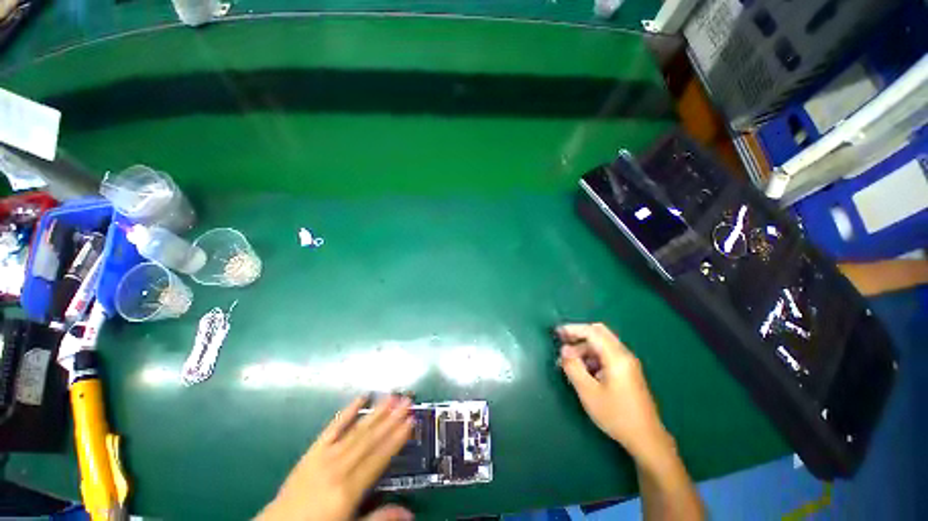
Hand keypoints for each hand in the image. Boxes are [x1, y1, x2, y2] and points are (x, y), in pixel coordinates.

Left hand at [257, 395, 414, 520]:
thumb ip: (378, 519)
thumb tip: (409, 512)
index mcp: (347, 490)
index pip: (378, 458)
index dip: (396, 438)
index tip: (411, 420)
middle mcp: (338, 468)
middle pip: (370, 439)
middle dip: (391, 418)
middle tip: (407, 401)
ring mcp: (324, 456)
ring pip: (356, 430)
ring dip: (375, 412)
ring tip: (392, 397)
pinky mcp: (312, 451)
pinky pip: (332, 427)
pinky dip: (347, 411)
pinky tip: (360, 398)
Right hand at [556, 323, 672, 462]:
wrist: (647, 439)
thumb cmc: (616, 415)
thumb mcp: (588, 392)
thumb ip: (573, 367)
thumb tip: (564, 350)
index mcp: (616, 357)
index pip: (592, 332)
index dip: (573, 329)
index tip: (557, 332)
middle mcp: (624, 355)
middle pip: (599, 333)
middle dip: (579, 335)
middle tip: (563, 342)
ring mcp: (628, 363)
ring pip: (602, 344)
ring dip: (585, 347)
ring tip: (570, 362)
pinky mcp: (628, 371)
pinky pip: (607, 354)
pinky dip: (592, 356)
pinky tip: (584, 371)